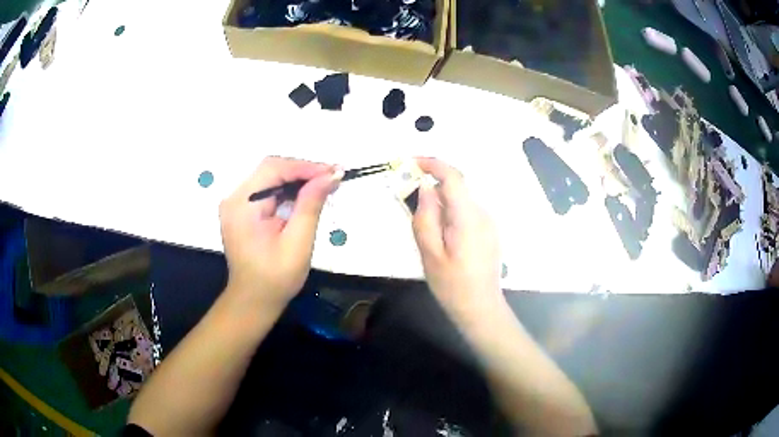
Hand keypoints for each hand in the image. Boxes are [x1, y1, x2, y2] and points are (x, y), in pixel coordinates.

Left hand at [219, 157, 342, 307]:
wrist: (253, 300)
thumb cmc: (276, 278)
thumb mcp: (298, 243)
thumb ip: (311, 205)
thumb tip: (330, 175)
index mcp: (242, 206)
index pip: (274, 169)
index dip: (305, 166)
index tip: (334, 172)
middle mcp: (234, 198)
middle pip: (271, 169)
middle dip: (303, 171)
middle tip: (333, 177)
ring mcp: (236, 203)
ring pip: (270, 177)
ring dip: (297, 179)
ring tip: (325, 184)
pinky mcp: (241, 210)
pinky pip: (266, 190)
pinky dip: (287, 190)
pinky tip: (306, 194)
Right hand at [412, 158, 503, 318]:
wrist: (480, 307)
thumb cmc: (452, 285)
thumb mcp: (430, 253)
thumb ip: (425, 217)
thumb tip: (425, 187)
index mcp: (468, 218)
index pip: (453, 177)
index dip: (433, 164)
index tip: (412, 162)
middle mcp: (483, 214)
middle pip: (456, 187)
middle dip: (432, 186)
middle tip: (409, 200)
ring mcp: (488, 222)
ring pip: (460, 200)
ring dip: (440, 202)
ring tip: (426, 228)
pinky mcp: (488, 230)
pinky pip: (466, 211)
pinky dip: (450, 212)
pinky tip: (442, 236)